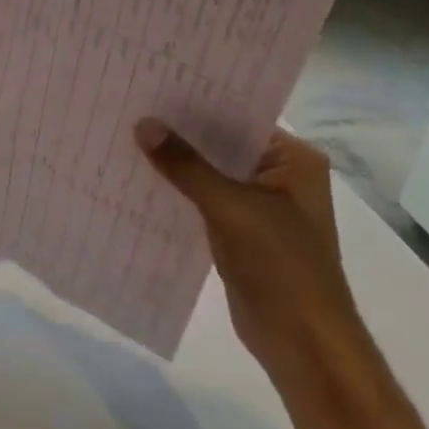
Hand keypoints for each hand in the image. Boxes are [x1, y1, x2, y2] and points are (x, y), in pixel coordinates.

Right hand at [135, 120, 362, 386]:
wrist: (303, 344)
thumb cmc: (282, 266)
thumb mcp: (231, 208)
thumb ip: (186, 165)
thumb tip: (143, 124)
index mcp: (294, 161)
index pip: (240, 117)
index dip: (197, 103)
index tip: (152, 85)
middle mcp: (279, 176)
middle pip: (221, 144)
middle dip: (179, 132)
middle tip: (130, 107)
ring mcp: (260, 205)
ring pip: (209, 172)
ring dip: (175, 163)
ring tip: (125, 137)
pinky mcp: (240, 231)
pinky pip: (202, 199)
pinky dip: (176, 191)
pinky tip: (138, 180)